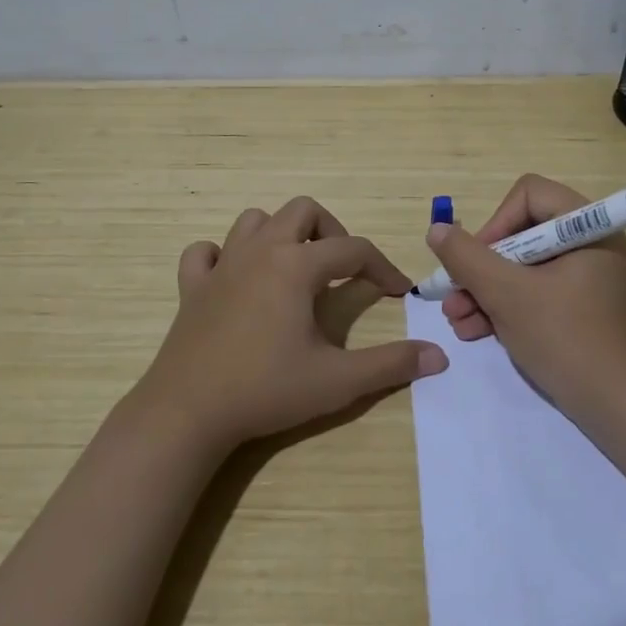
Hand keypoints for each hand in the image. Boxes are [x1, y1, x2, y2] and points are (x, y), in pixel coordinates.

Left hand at [138, 196, 447, 453]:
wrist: (187, 414)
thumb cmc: (266, 390)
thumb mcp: (338, 381)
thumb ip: (391, 364)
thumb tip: (439, 356)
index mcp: (296, 266)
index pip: (353, 249)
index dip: (382, 267)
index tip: (396, 291)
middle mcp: (260, 252)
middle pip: (303, 211)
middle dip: (331, 231)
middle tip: (342, 269)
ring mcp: (221, 266)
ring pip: (254, 220)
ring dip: (280, 234)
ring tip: (295, 268)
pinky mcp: (191, 287)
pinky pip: (205, 252)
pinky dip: (223, 256)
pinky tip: (235, 280)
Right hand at [426, 174, 625, 415]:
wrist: (615, 407)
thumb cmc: (564, 338)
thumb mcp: (507, 294)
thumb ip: (467, 258)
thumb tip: (437, 230)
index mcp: (587, 227)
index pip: (529, 195)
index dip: (496, 223)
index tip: (477, 261)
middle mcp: (588, 243)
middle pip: (520, 233)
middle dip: (481, 267)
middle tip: (454, 295)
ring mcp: (584, 277)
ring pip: (521, 267)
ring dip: (484, 291)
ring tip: (457, 320)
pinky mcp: (577, 306)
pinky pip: (533, 291)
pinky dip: (504, 307)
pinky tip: (473, 331)